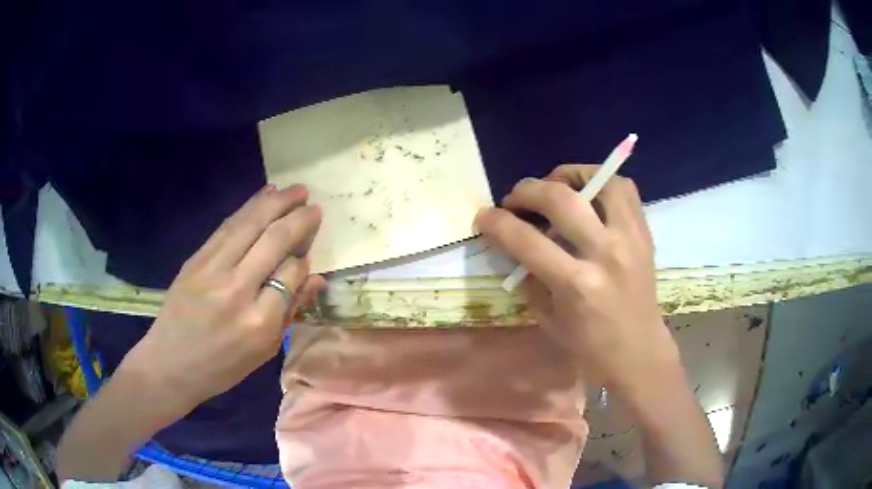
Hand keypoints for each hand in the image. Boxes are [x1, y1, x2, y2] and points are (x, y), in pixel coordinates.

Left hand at [121, 184, 324, 415]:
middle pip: (272, 241)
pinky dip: (247, 209)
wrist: (170, 364)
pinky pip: (226, 228)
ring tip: (296, 190)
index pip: (290, 273)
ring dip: (275, 203)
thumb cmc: (222, 367)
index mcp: (259, 322)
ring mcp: (212, 270)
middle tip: (314, 204)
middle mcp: (237, 289)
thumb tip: (316, 278)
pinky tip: (263, 196)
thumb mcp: (263, 351)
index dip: (303, 259)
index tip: (306, 255)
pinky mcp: (195, 260)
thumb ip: (290, 312)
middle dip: (297, 219)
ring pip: (249, 226)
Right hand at [475, 165, 678, 389]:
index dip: (496, 222)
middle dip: (527, 190)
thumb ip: (527, 276)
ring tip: (553, 185)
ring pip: (599, 182)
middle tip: (515, 199)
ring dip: (568, 175)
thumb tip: (510, 242)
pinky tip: (586, 193)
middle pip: (560, 199)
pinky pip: (624, 190)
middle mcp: (605, 253)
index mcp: (576, 284)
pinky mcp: (644, 234)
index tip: (483, 216)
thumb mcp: (547, 318)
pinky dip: (601, 182)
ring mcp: (630, 239)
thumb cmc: (589, 344)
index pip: (526, 239)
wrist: (638, 351)